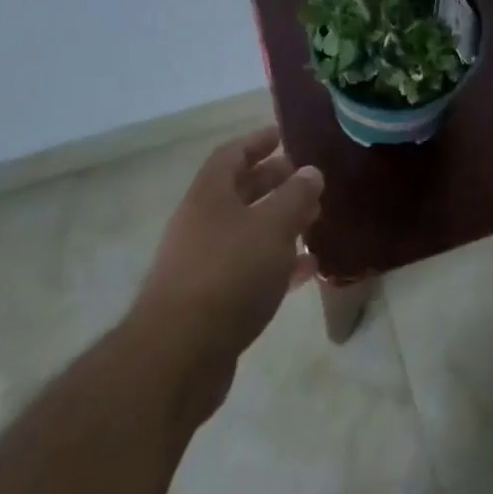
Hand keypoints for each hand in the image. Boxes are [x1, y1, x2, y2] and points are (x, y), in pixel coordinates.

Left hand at [131, 127, 323, 415]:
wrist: (178, 357)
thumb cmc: (228, 274)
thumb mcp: (272, 226)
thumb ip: (295, 196)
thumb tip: (310, 172)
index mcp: (209, 196)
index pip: (231, 155)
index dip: (257, 142)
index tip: (283, 136)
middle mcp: (201, 225)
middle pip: (239, 193)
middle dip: (274, 183)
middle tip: (307, 180)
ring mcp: (202, 265)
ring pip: (246, 233)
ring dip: (279, 225)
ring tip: (314, 221)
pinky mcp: (210, 304)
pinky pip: (249, 271)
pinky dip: (277, 264)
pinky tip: (307, 269)